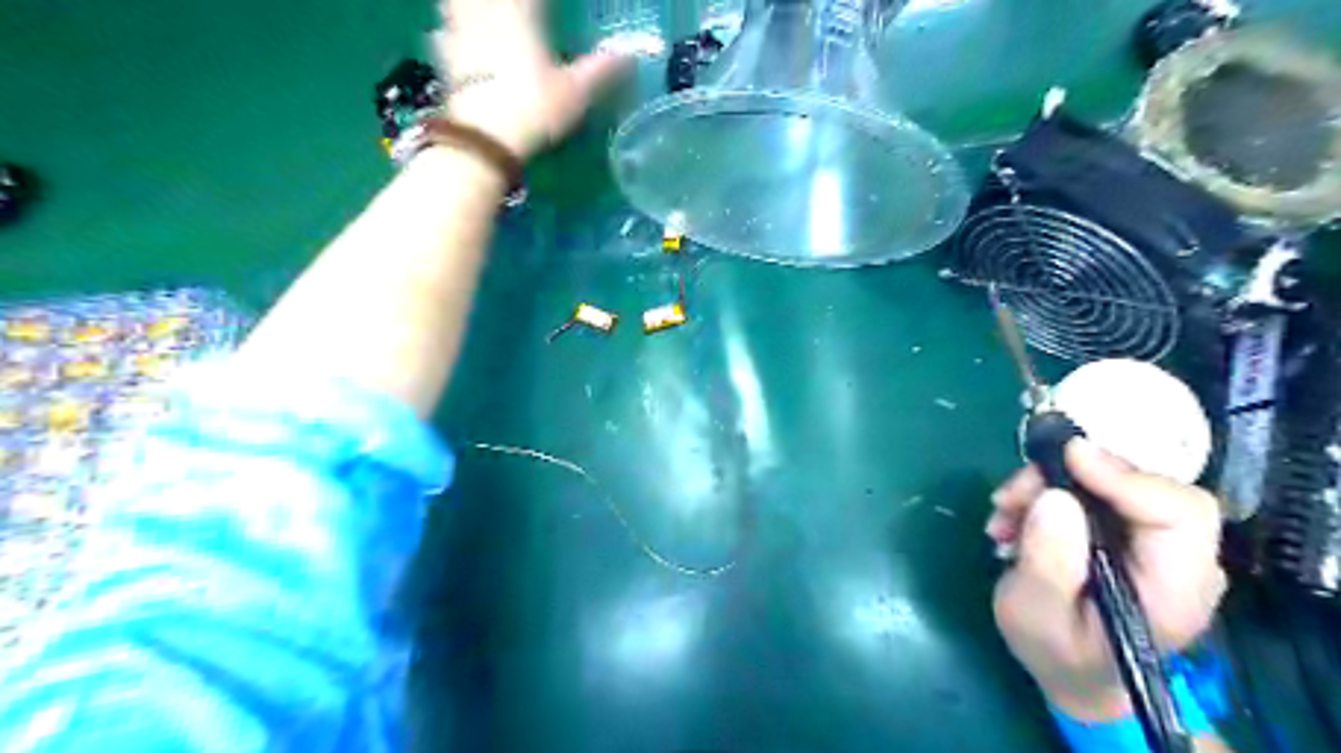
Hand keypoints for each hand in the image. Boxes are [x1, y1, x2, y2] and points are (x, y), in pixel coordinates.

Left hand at [434, 0, 633, 157]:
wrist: (483, 137)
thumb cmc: (534, 109)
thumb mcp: (576, 93)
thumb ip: (600, 71)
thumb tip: (631, 55)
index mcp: (522, 14)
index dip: (543, 1)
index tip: (553, 7)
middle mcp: (488, 14)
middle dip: (505, 2)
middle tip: (520, 13)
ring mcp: (462, 33)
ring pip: (459, 1)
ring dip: (470, 4)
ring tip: (482, 12)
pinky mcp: (445, 58)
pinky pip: (444, 31)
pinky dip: (449, 28)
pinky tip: (450, 34)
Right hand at [981, 442, 1223, 724]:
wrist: (1073, 672)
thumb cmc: (1058, 654)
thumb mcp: (1036, 616)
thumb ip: (1048, 564)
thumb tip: (1055, 498)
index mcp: (1176, 589)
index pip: (1181, 513)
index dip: (1126, 477)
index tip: (1067, 458)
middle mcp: (1180, 558)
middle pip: (1141, 486)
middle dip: (1067, 477)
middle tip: (1012, 495)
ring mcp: (1155, 542)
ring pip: (1110, 481)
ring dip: (1047, 485)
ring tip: (1003, 514)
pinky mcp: (1128, 530)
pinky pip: (1093, 490)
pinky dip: (1048, 493)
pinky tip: (1014, 518)